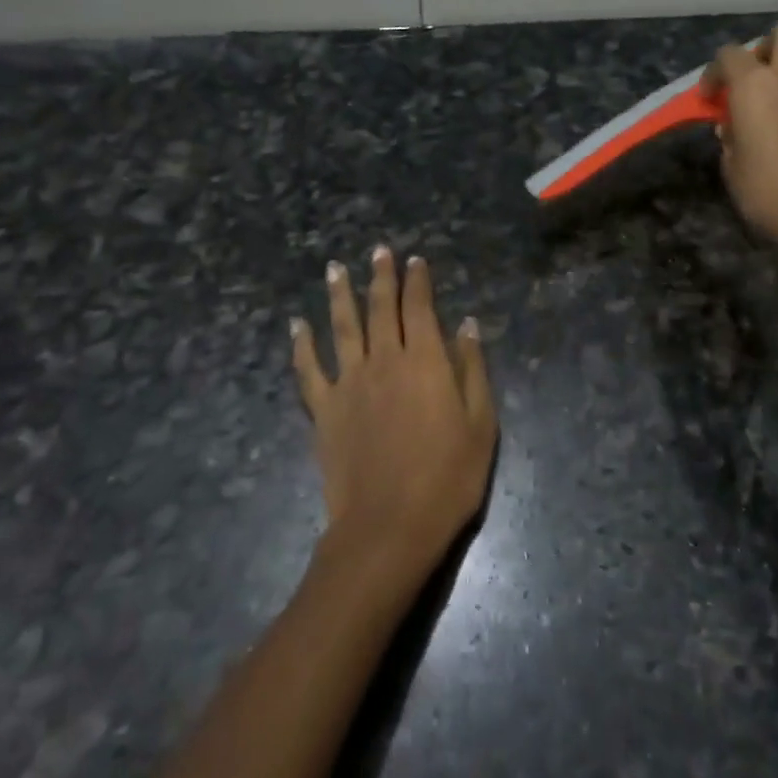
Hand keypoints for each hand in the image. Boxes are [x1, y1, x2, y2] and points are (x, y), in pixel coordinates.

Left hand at [291, 248, 497, 571]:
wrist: (389, 526)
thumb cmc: (447, 477)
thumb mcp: (480, 423)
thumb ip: (472, 369)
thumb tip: (466, 324)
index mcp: (425, 361)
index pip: (420, 308)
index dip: (417, 281)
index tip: (415, 260)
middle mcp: (384, 360)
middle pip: (380, 308)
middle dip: (381, 276)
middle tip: (379, 250)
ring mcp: (349, 383)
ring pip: (342, 327)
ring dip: (339, 295)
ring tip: (335, 268)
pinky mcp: (324, 410)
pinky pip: (308, 369)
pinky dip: (301, 344)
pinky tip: (296, 325)